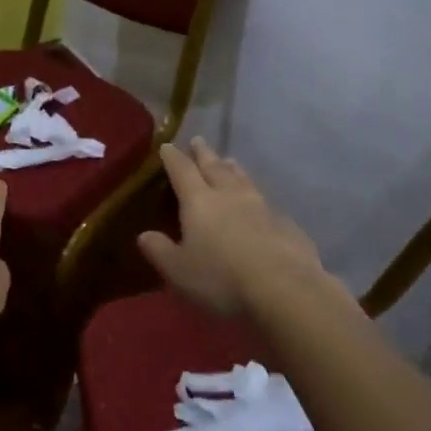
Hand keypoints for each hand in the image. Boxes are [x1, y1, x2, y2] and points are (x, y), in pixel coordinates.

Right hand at [137, 138, 325, 316]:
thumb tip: (144, 235)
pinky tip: (260, 204)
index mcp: (199, 201)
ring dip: (233, 168)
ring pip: (243, 179)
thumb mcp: (179, 271)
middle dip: (204, 153)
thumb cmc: (222, 279)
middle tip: (199, 141)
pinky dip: (256, 196)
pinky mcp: (286, 223)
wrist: (285, 289)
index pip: (182, 171)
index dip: (173, 158)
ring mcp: (262, 206)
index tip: (167, 146)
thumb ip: (160, 250)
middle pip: (214, 167)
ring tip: (229, 160)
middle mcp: (230, 195)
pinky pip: (266, 202)